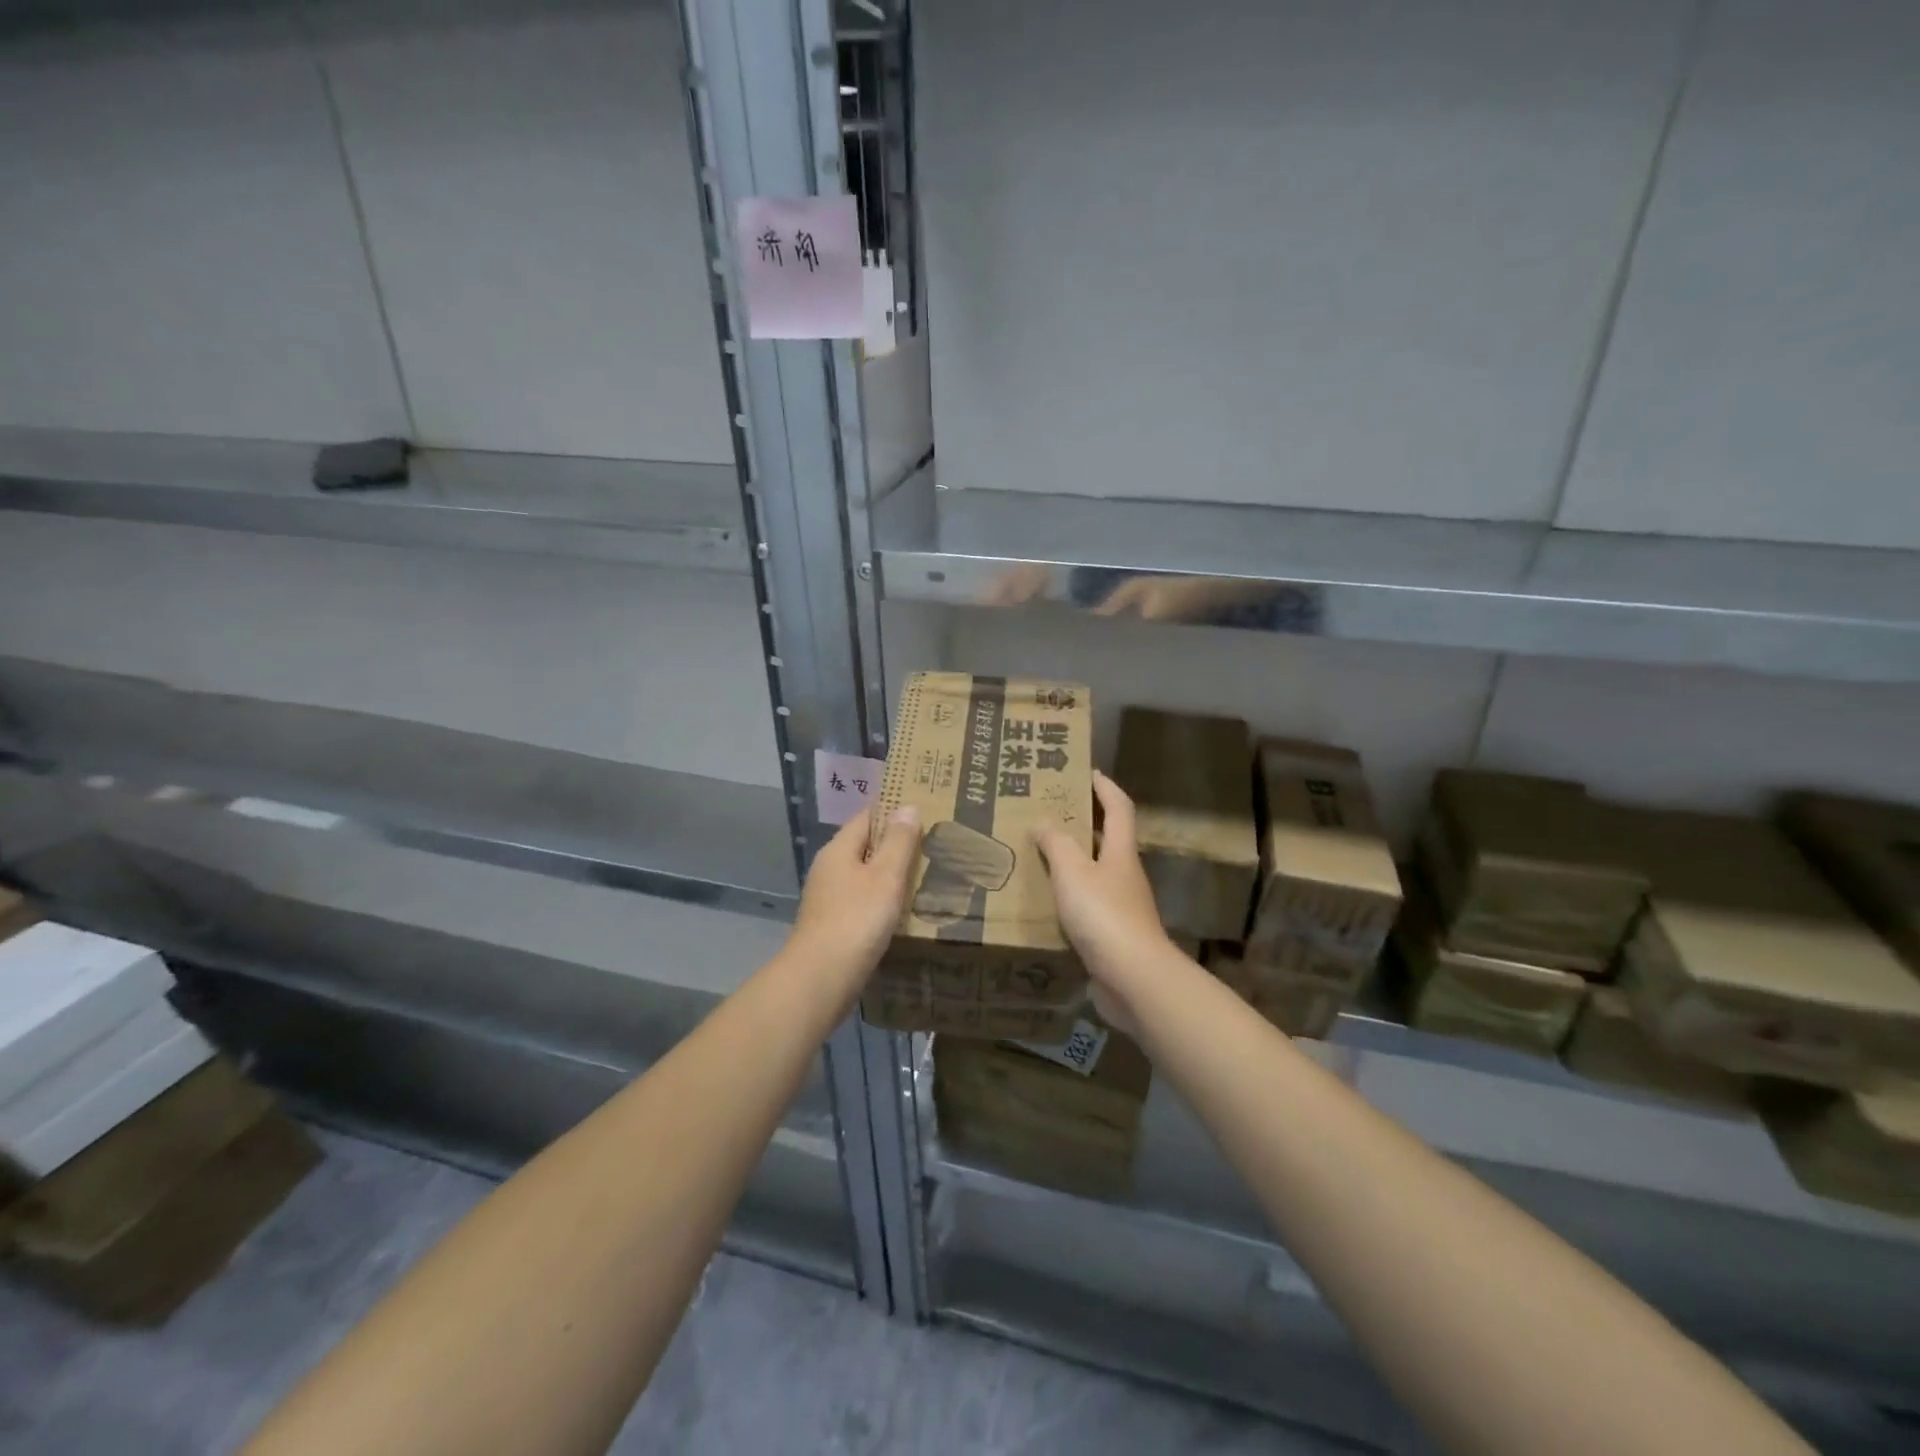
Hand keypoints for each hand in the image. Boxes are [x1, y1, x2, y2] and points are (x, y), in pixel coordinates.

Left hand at [788, 805, 921, 983]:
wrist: (821, 979)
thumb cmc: (856, 920)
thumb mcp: (885, 876)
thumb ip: (898, 842)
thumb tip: (906, 806)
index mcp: (838, 850)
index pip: (867, 817)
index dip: (894, 811)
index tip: (925, 811)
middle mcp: (829, 869)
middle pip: (866, 846)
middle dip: (896, 845)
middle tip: (934, 845)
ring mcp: (829, 899)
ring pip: (865, 876)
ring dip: (891, 875)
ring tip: (926, 876)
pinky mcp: (834, 925)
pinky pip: (863, 902)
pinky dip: (883, 901)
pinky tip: (904, 911)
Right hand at [1034, 773, 1174, 1033]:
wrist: (1133, 978)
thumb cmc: (1104, 915)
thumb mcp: (1073, 872)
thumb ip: (1056, 844)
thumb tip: (1043, 822)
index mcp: (1121, 852)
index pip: (1119, 808)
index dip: (1106, 787)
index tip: (1088, 772)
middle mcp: (1125, 875)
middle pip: (1108, 840)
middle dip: (1083, 824)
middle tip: (1049, 814)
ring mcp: (1121, 907)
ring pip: (1095, 874)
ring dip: (1072, 863)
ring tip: (1038, 856)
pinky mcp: (1113, 935)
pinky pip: (1087, 906)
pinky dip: (1069, 897)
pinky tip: (1045, 903)